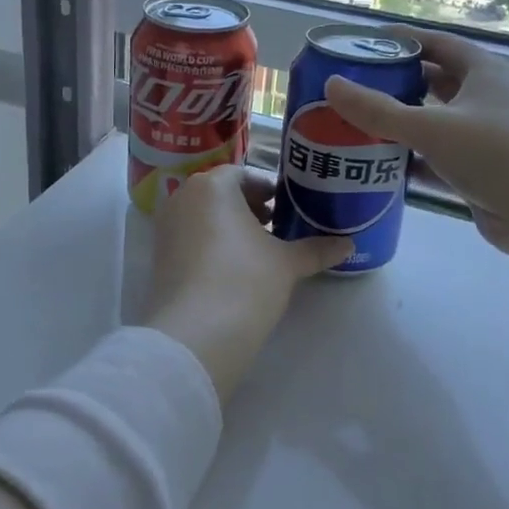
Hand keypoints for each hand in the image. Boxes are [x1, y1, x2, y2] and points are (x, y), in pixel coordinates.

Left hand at [140, 165, 350, 404]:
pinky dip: (211, 244)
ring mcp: (166, 228)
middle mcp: (182, 198)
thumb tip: (349, 244)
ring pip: (204, 216)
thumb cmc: (245, 281)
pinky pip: (190, 238)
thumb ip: (316, 249)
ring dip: (230, 226)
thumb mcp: (287, 263)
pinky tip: (234, 268)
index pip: (243, 174)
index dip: (268, 189)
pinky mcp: (159, 257)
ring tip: (260, 249)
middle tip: (277, 226)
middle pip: (221, 193)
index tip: (287, 206)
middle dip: (249, 207)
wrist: (195, 334)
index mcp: (212, 186)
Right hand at [324, 28, 508, 260]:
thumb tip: (331, 85)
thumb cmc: (498, 154)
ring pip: (438, 123)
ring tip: (359, 124)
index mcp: (486, 73)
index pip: (441, 45)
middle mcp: (489, 99)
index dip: (406, 40)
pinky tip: (381, 166)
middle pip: (437, 83)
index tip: (369, 42)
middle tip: (356, 87)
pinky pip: (440, 158)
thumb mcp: (432, 127)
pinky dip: (414, 159)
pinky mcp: (484, 172)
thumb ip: (378, 110)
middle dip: (399, 84)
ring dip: (404, 124)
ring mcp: (489, 137)